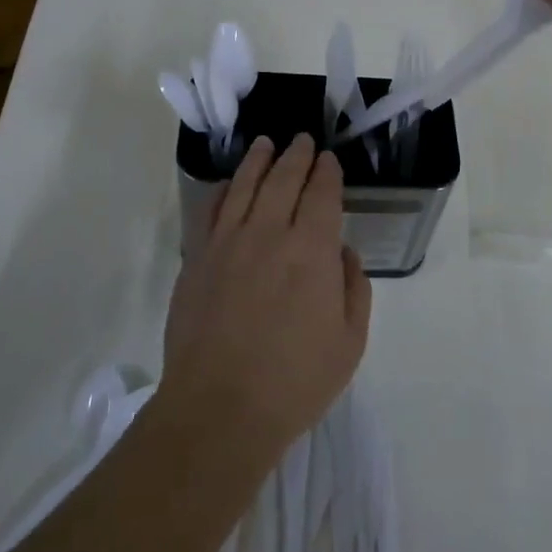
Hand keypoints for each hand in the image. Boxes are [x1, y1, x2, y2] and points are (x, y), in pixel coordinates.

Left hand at [161, 135, 370, 464]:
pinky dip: (220, 190)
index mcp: (311, 250)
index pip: (321, 193)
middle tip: (303, 140)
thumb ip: (354, 289)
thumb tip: (342, 253)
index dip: (327, 172)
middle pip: (283, 179)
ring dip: (258, 160)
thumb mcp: (349, 342)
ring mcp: (227, 243)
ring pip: (244, 185)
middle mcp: (268, 233)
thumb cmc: (294, 381)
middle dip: (297, 155)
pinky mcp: (197, 260)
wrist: (219, 411)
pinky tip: (227, 184)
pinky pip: (209, 211)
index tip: (329, 160)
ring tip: (266, 144)